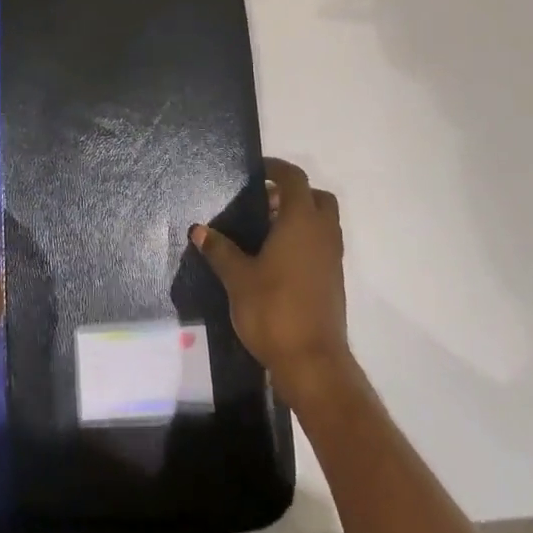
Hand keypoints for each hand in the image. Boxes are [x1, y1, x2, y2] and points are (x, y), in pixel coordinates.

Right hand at [192, 158, 350, 409]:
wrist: (313, 363)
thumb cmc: (274, 310)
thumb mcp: (238, 278)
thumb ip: (220, 250)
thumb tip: (199, 230)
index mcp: (301, 222)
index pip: (294, 179)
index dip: (276, 169)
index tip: (256, 170)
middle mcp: (322, 234)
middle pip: (317, 197)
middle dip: (293, 192)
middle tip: (264, 201)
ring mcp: (332, 259)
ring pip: (323, 222)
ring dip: (301, 217)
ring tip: (267, 230)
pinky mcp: (334, 282)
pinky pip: (322, 245)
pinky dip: (305, 240)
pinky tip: (278, 259)